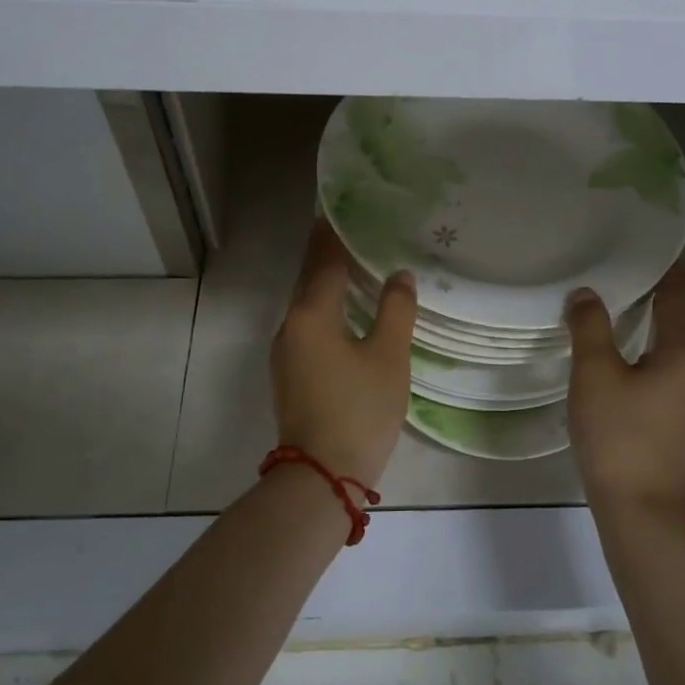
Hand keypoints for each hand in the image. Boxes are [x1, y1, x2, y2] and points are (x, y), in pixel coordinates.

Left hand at [269, 220, 416, 487]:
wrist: (320, 476)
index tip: (338, 207)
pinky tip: (344, 312)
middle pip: (309, 279)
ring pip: (306, 304)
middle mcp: (290, 325)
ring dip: (325, 283)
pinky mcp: (289, 374)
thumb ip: (395, 310)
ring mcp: (285, 352)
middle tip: (351, 230)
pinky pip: (306, 326)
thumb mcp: (388, 357)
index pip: (323, 260)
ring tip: (352, 265)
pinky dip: (324, 308)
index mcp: (311, 314)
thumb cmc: (359, 409)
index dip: (332, 233)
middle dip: (326, 254)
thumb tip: (399, 276)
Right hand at [565, 264, 684, 513]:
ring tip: (615, 306)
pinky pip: (667, 372)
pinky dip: (647, 353)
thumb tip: (586, 294)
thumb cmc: (619, 436)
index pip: (677, 294)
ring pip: (671, 348)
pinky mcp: (682, 422)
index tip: (648, 242)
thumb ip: (590, 327)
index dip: (665, 266)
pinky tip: (621, 357)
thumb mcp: (595, 375)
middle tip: (618, 269)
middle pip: (677, 319)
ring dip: (648, 326)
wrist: (641, 513)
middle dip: (652, 293)